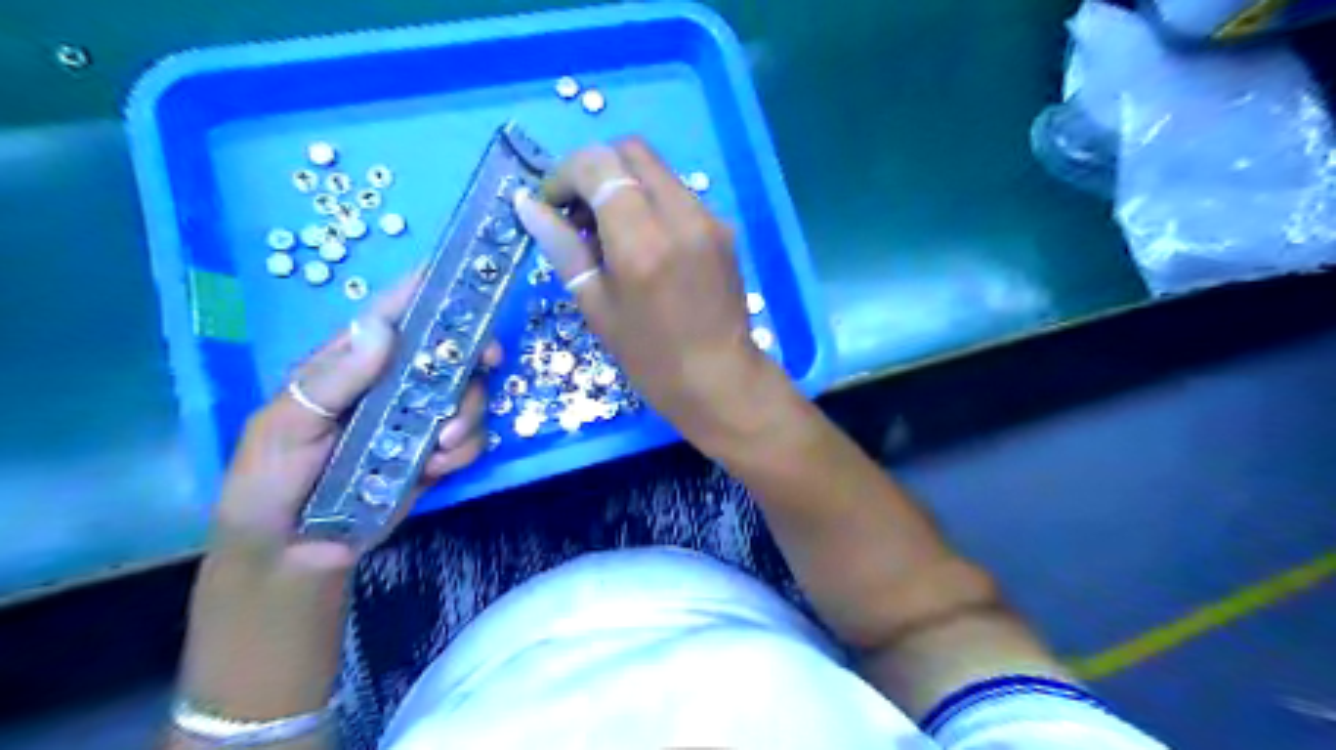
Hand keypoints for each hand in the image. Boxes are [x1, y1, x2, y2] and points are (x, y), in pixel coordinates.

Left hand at [217, 273, 498, 569]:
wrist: (293, 554)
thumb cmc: (270, 481)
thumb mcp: (286, 426)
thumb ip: (335, 379)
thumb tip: (382, 327)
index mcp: (351, 364)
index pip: (392, 315)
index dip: (429, 290)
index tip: (468, 278)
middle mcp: (392, 384)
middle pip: (449, 352)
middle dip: (473, 356)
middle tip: (486, 363)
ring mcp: (418, 420)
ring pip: (469, 396)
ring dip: (467, 415)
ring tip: (439, 446)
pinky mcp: (436, 454)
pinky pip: (472, 440)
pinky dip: (463, 450)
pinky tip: (436, 467)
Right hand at [512, 137, 786, 447]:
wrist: (720, 379)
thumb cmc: (650, 356)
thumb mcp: (596, 306)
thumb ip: (562, 248)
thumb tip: (527, 205)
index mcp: (643, 240)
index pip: (598, 164)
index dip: (564, 174)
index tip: (550, 206)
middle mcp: (681, 214)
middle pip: (630, 150)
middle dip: (594, 170)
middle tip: (576, 214)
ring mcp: (709, 217)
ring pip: (656, 170)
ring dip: (622, 184)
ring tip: (607, 233)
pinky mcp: (723, 227)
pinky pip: (677, 193)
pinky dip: (649, 201)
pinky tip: (641, 242)